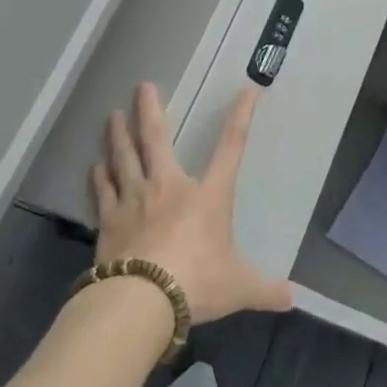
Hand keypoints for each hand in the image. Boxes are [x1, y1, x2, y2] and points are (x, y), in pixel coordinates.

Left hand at [93, 82, 291, 322]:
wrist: (141, 300)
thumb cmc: (197, 283)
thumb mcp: (238, 287)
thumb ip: (264, 289)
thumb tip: (291, 299)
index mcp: (208, 195)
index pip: (231, 147)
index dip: (240, 117)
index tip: (246, 91)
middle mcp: (170, 187)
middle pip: (157, 139)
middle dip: (151, 111)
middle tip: (143, 86)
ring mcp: (135, 201)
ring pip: (124, 158)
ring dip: (118, 136)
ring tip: (112, 115)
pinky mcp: (109, 221)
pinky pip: (103, 191)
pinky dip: (99, 177)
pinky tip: (94, 167)